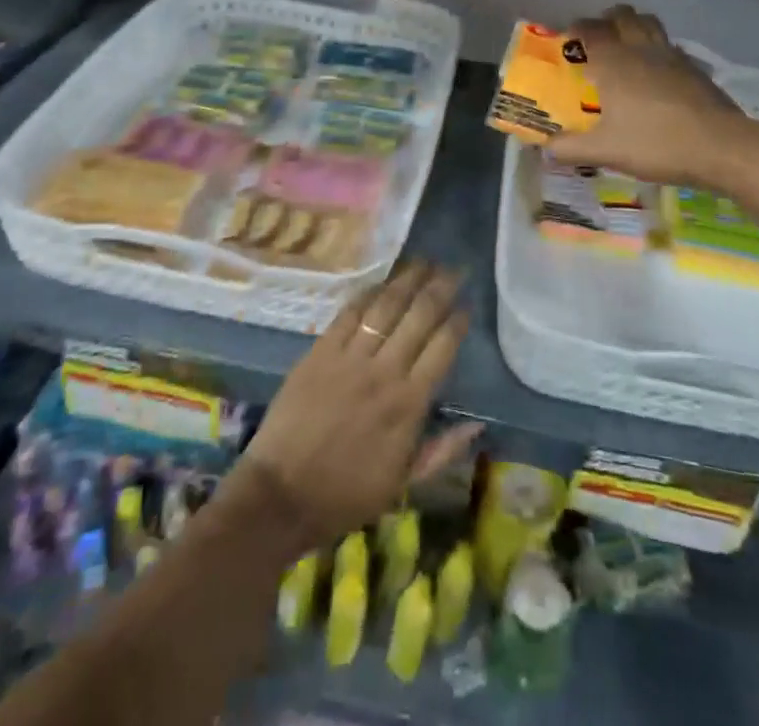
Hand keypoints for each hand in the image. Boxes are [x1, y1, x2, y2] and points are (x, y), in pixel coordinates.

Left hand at [237, 262, 478, 547]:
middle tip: (454, 269)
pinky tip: (381, 280)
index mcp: (408, 404)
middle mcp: (384, 372)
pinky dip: (368, 293)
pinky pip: (349, 313)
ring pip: (386, 306)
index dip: (457, 322)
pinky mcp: (320, 351)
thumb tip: (478, 424)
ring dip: (408, 280)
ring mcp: (350, 358)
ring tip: (424, 261)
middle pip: (419, 316)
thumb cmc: (346, 494)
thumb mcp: (403, 483)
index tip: (467, 304)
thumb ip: (442, 451)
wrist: (281, 496)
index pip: (442, 348)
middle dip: (440, 288)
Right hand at [546, 5, 749, 186]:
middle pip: (623, 16)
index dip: (577, 28)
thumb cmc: (656, 144)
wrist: (720, 146)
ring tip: (626, 46)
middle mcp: (641, 49)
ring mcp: (672, 55)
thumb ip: (571, 148)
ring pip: (650, 24)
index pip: (591, 30)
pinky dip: (658, 48)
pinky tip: (657, 71)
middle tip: (597, 38)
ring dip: (635, 26)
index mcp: (614, 62)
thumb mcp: (606, 151)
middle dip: (607, 19)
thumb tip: (546, 148)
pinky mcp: (694, 68)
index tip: (568, 37)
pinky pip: (670, 45)